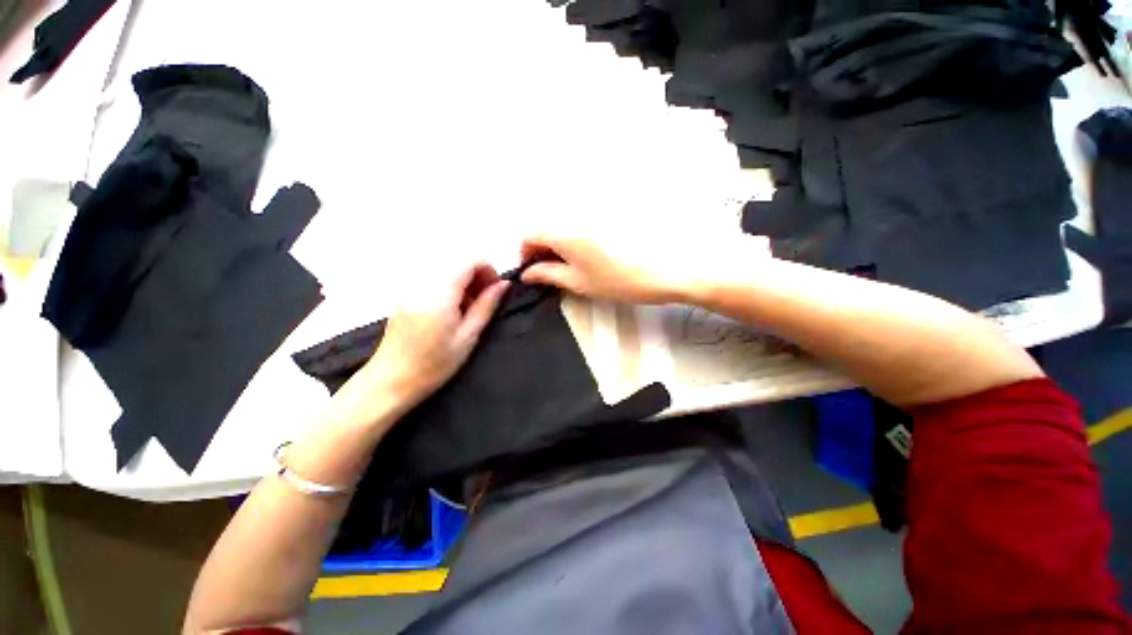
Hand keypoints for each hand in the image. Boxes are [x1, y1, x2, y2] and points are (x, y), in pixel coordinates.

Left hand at [332, 263, 508, 425]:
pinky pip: (435, 276)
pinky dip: (450, 285)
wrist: (391, 379)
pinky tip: (452, 309)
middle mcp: (423, 280)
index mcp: (440, 291)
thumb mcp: (469, 336)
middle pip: (458, 260)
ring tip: (469, 308)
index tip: (496, 291)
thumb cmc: (434, 363)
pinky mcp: (406, 292)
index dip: (489, 270)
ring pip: (448, 267)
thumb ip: (487, 305)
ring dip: (464, 281)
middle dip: (477, 275)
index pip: (470, 259)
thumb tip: (504, 284)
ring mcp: (411, 284)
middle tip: (485, 301)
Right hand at [520, 229, 768, 303]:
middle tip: (548, 273)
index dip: (525, 254)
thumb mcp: (579, 282)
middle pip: (544, 227)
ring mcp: (592, 215)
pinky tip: (584, 258)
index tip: (532, 272)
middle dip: (539, 250)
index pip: (529, 234)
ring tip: (567, 268)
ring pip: (561, 226)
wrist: (665, 270)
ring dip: (556, 245)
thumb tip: (527, 274)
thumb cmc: (619, 281)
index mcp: (564, 231)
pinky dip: (571, 241)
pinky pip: (578, 226)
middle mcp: (574, 216)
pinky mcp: (606, 218)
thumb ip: (548, 275)